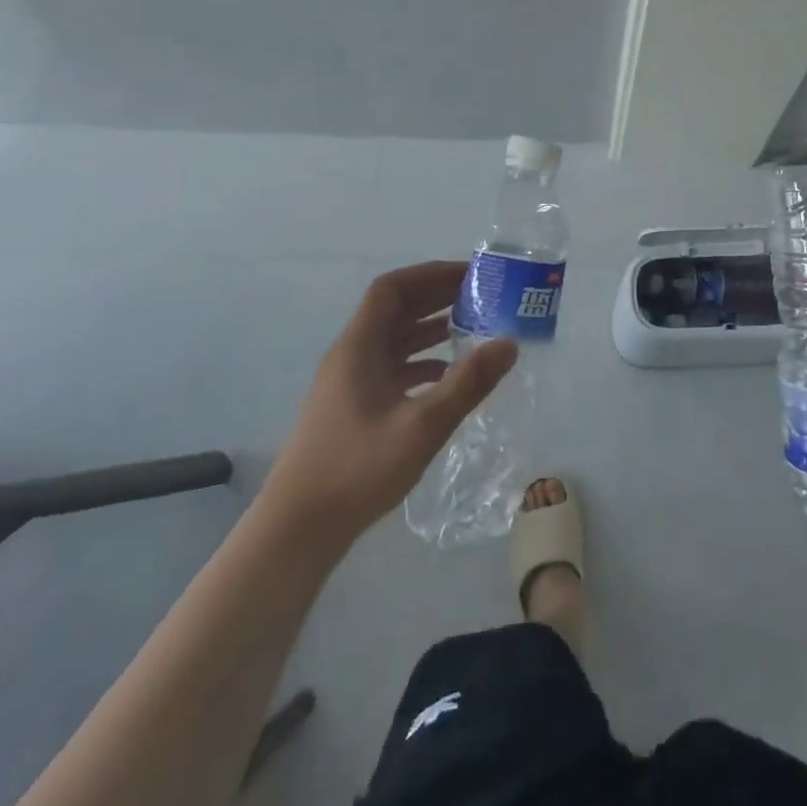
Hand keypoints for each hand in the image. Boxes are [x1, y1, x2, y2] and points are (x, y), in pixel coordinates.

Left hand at [261, 261, 515, 550]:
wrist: (298, 531)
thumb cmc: (357, 470)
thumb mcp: (422, 426)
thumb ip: (468, 383)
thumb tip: (509, 343)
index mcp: (358, 347)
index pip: (391, 288)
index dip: (429, 274)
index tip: (468, 275)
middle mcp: (351, 356)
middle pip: (394, 310)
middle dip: (436, 297)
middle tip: (480, 297)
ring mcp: (349, 384)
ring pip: (393, 340)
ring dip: (430, 328)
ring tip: (473, 328)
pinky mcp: (352, 409)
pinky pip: (391, 368)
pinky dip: (421, 362)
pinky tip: (448, 376)